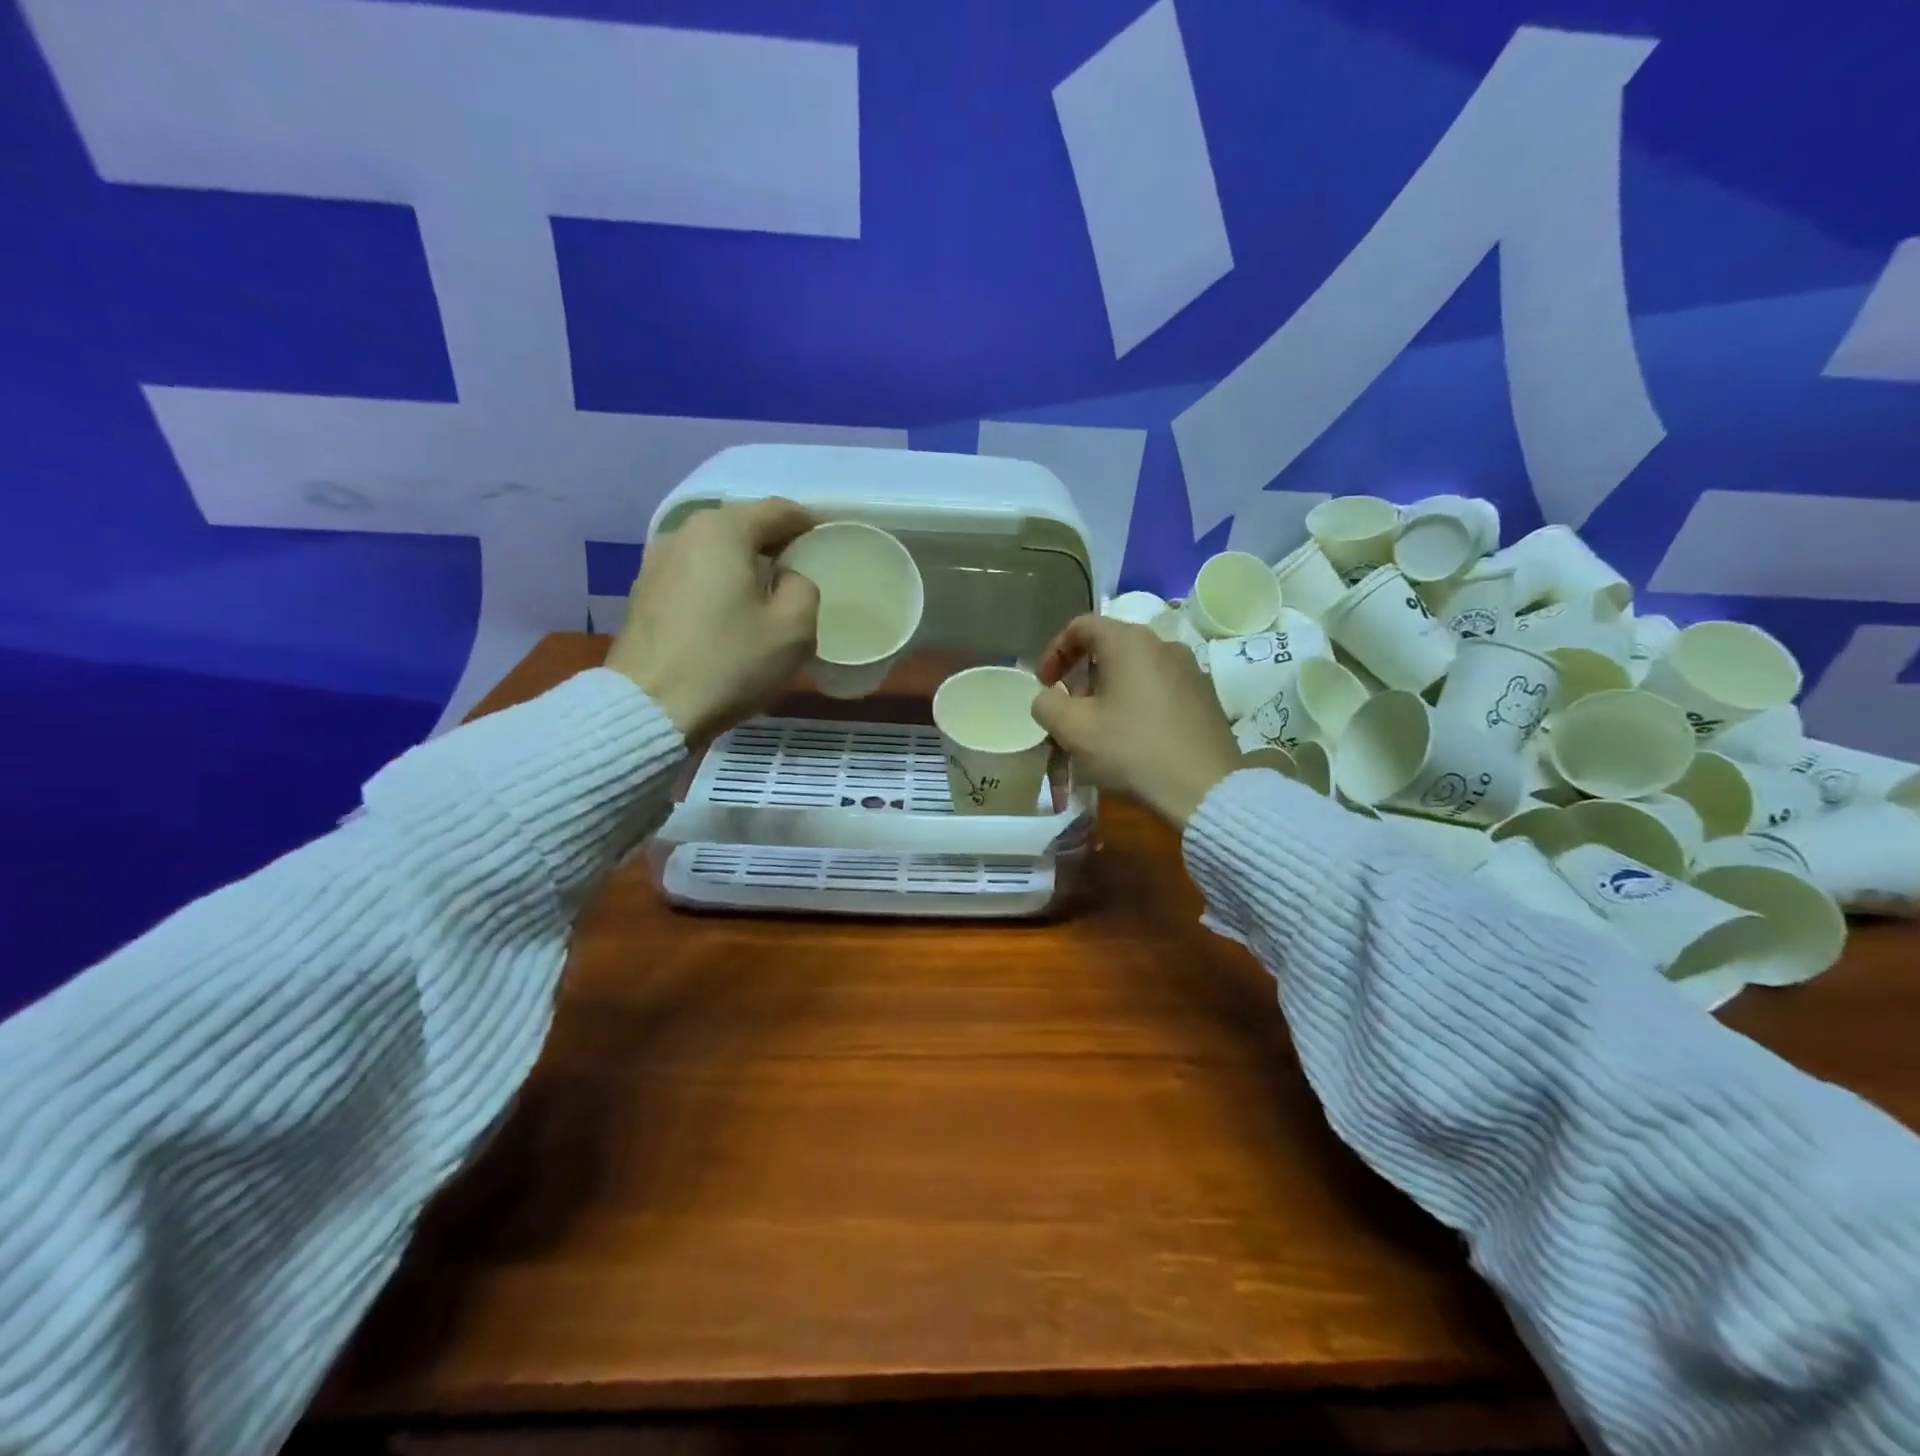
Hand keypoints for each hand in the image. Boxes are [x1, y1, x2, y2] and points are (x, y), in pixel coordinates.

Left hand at [605, 498, 819, 746]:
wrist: (651, 708)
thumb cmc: (729, 662)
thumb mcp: (794, 628)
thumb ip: (804, 587)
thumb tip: (788, 579)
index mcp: (723, 530)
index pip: (779, 511)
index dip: (809, 525)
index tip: (827, 544)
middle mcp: (684, 532)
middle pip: (743, 527)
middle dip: (775, 545)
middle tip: (801, 574)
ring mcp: (656, 561)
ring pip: (716, 552)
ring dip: (744, 566)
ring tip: (766, 596)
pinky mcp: (644, 592)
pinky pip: (695, 575)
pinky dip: (718, 584)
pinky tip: (730, 614)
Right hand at [1031, 614, 1243, 828]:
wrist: (1204, 790)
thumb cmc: (1131, 750)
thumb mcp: (1073, 730)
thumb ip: (1047, 705)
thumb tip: (1049, 698)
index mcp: (1129, 642)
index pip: (1082, 626)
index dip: (1054, 651)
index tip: (1045, 685)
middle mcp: (1164, 645)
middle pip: (1110, 647)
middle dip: (1081, 676)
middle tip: (1069, 711)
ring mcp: (1191, 670)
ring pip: (1135, 669)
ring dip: (1109, 691)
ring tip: (1099, 728)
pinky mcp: (1206, 697)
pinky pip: (1159, 688)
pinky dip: (1136, 702)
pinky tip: (1134, 737)